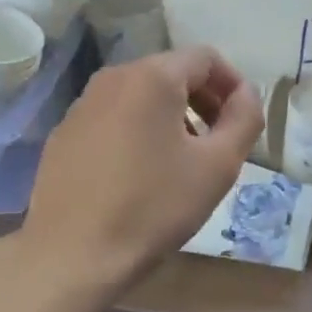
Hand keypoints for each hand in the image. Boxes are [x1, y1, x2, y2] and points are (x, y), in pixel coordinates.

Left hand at [20, 46, 262, 295]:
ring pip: (141, 95)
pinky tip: (140, 174)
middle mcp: (113, 78)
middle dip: (203, 100)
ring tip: (182, 160)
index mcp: (152, 77)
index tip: (241, 122)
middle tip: (218, 142)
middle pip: (171, 72)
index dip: (233, 84)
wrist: (72, 254)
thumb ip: (244, 119)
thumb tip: (247, 94)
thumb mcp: (218, 165)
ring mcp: (82, 105)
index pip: (205, 58)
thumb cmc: (153, 206)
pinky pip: (113, 117)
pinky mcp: (64, 134)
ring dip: (171, 117)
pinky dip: (137, 130)